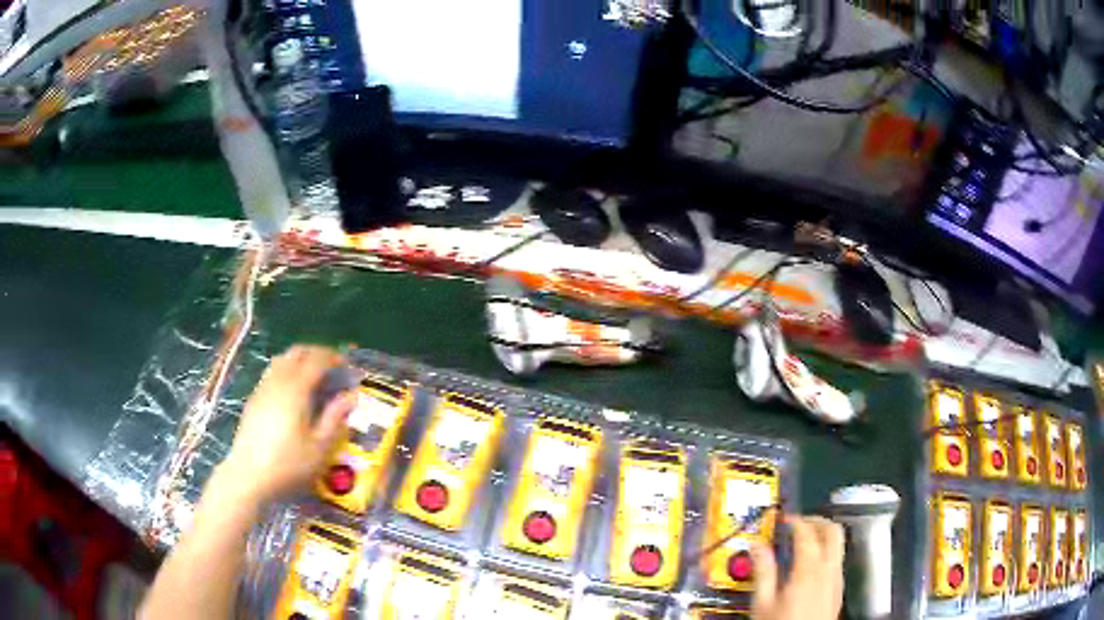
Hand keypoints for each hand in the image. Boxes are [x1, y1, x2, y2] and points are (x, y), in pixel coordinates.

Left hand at [219, 345, 356, 506]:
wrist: (249, 476)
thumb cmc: (289, 465)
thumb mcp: (320, 448)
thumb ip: (335, 419)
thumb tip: (350, 397)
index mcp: (297, 389)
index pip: (317, 359)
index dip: (335, 358)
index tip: (348, 368)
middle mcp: (278, 381)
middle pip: (297, 352)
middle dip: (317, 354)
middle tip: (333, 370)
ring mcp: (262, 389)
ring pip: (282, 360)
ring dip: (300, 361)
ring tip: (313, 380)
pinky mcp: (253, 400)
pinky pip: (272, 374)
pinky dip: (287, 373)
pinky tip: (292, 396)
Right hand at [751, 515, 844, 619]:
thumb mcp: (763, 603)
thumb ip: (763, 571)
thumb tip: (756, 544)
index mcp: (809, 569)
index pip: (807, 533)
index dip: (795, 521)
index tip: (781, 519)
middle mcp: (829, 569)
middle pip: (833, 531)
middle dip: (816, 521)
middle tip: (796, 524)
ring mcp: (838, 579)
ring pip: (839, 544)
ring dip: (823, 536)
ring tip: (801, 543)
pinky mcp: (839, 590)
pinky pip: (837, 561)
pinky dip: (826, 552)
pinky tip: (809, 566)